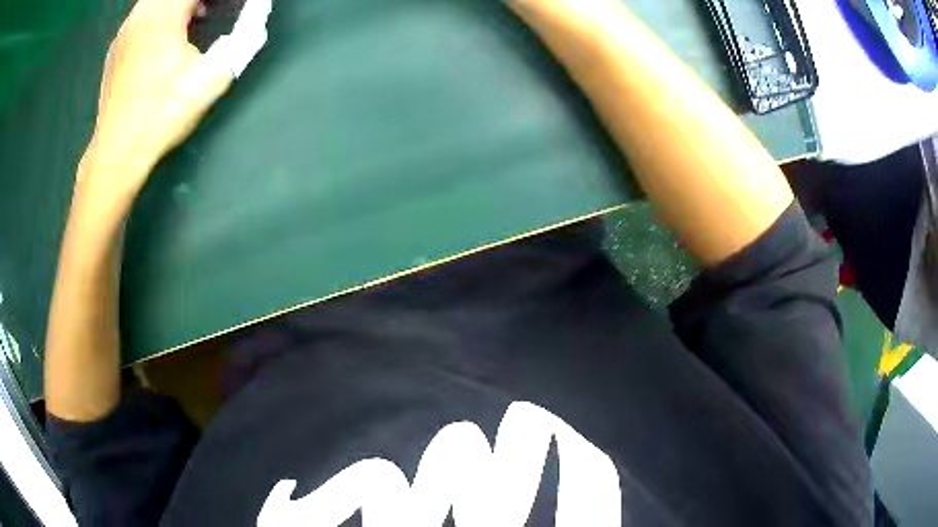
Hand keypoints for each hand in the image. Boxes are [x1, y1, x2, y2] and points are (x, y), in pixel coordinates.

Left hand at [82, 0, 232, 196]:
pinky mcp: (116, 49)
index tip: (234, 7)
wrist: (116, 154)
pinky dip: (160, 13)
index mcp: (164, 16)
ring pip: (155, 0)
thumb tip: (260, 7)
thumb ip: (244, 36)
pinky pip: (142, 14)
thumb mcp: (212, 78)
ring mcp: (124, 32)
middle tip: (215, 10)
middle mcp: (141, 15)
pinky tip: (168, 36)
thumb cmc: (162, 115)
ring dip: (179, 3)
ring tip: (198, 16)